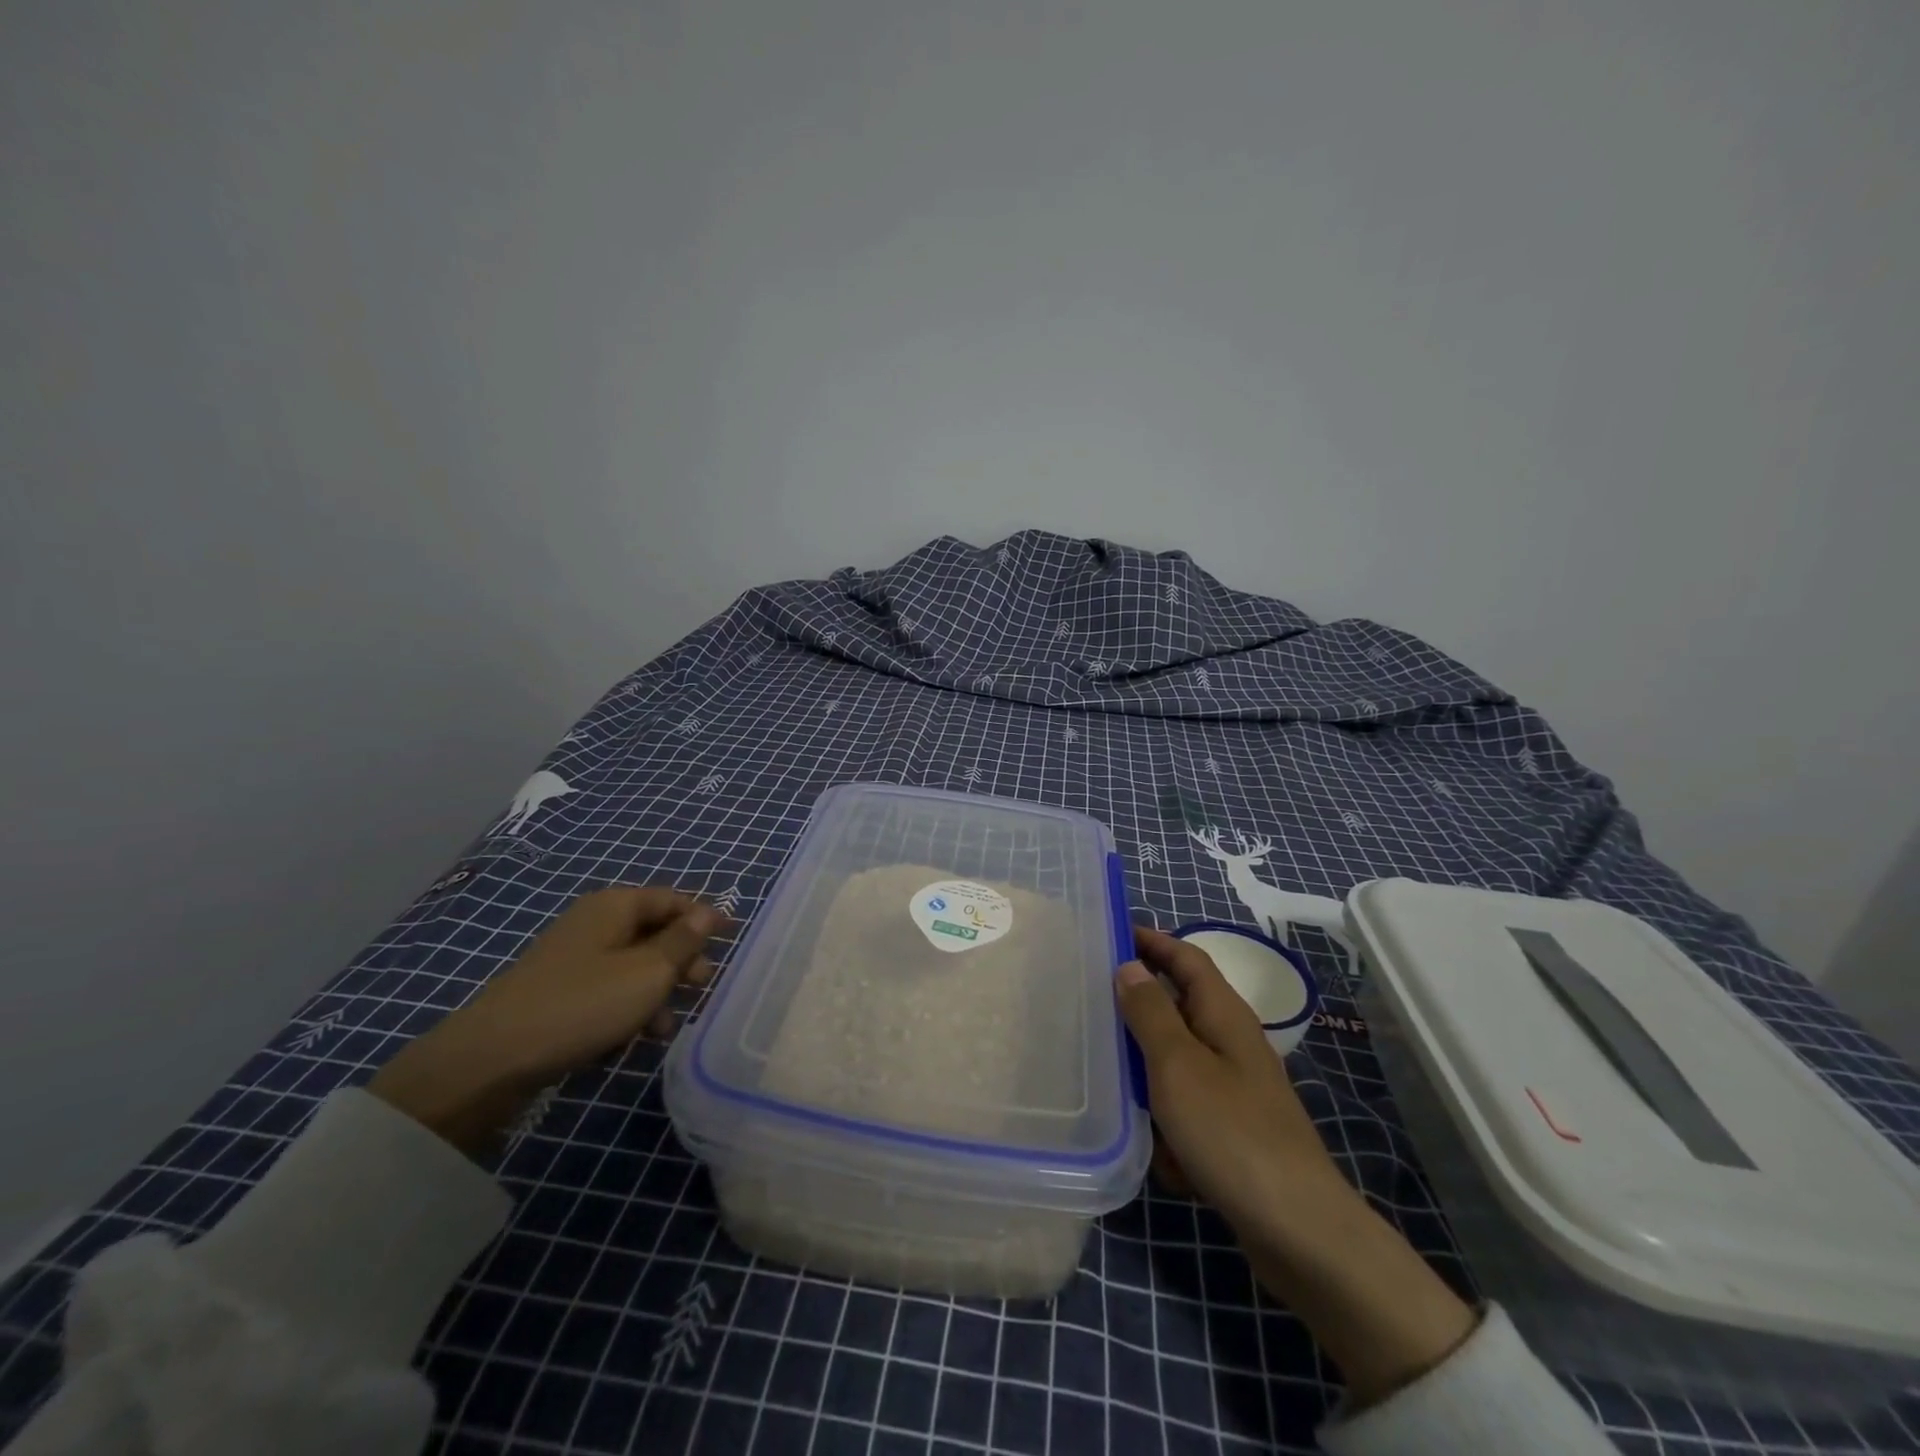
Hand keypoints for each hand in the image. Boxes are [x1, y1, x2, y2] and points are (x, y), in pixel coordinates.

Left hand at [370, 887, 725, 1155]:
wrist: (493, 1058)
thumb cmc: (584, 1003)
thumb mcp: (648, 972)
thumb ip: (683, 942)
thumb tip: (708, 912)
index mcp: (616, 905)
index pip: (673, 899)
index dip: (704, 918)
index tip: (731, 941)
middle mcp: (595, 923)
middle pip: (654, 931)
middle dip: (682, 959)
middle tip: (701, 987)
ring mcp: (574, 958)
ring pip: (633, 965)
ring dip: (657, 990)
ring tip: (668, 1026)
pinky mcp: (559, 992)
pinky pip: (608, 990)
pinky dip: (628, 1007)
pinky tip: (635, 1038)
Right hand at [1115, 927, 1351, 1227]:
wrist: (1298, 1230)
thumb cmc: (1231, 1132)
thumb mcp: (1177, 1064)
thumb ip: (1150, 1012)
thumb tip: (1130, 967)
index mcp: (1224, 1015)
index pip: (1187, 958)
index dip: (1153, 941)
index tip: (1113, 931)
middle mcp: (1233, 1043)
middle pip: (1182, 1005)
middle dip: (1141, 1001)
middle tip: (1092, 998)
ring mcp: (1237, 1089)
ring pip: (1180, 1059)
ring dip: (1148, 1063)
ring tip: (1106, 1068)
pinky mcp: (1235, 1131)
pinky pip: (1188, 1107)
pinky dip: (1167, 1116)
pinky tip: (1151, 1145)